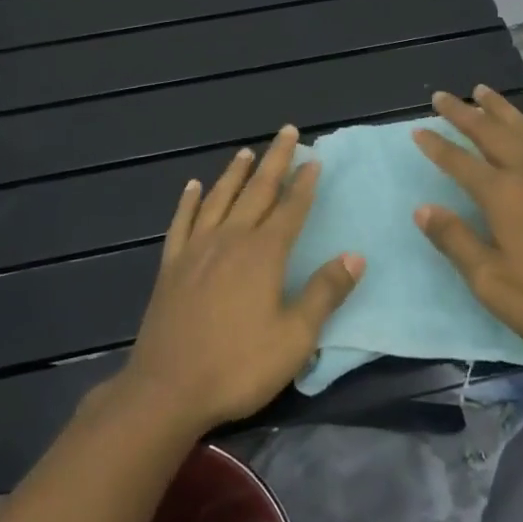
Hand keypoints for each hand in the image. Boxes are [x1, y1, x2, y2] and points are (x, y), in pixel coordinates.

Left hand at [119, 126, 364, 434]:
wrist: (167, 389)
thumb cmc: (238, 366)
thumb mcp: (295, 338)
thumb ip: (324, 293)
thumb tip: (355, 256)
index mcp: (263, 254)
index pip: (291, 208)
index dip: (305, 183)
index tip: (314, 159)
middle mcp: (231, 239)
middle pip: (257, 191)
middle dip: (275, 160)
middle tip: (287, 132)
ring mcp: (197, 249)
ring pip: (219, 198)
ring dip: (235, 173)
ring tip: (246, 152)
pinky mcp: (171, 265)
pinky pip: (182, 222)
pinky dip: (188, 201)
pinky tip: (193, 186)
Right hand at [411, 88, 522, 364]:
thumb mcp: (491, 281)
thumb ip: (455, 240)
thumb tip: (423, 208)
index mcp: (503, 194)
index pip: (460, 161)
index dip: (437, 145)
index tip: (417, 129)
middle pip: (490, 132)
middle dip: (463, 113)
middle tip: (441, 95)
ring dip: (498, 108)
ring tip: (481, 91)